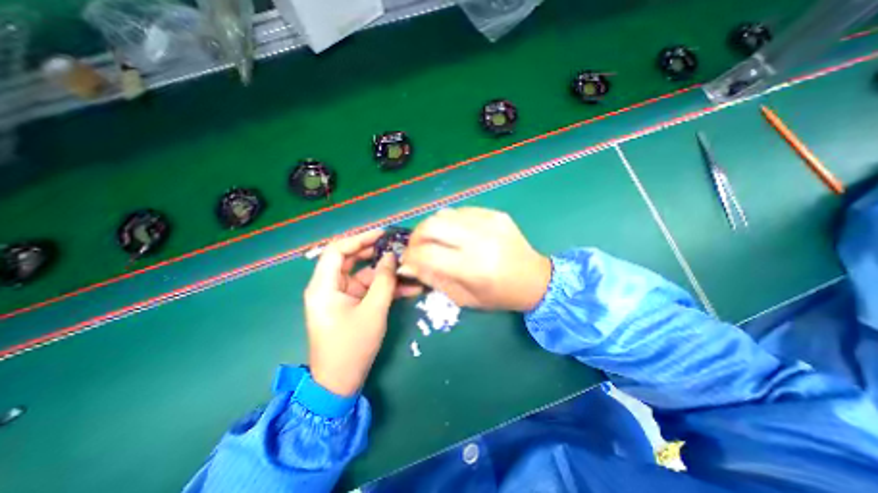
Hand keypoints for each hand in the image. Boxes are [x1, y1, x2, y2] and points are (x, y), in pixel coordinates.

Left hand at [305, 229, 420, 396]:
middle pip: (350, 260)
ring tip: (409, 269)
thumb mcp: (373, 311)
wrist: (340, 382)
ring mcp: (341, 296)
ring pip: (364, 275)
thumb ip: (384, 281)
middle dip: (375, 253)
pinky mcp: (351, 305)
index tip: (382, 235)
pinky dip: (385, 288)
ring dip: (386, 274)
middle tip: (397, 247)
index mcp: (324, 286)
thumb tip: (391, 257)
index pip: (337, 250)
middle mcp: (329, 287)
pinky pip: (368, 290)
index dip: (359, 239)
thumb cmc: (352, 346)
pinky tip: (409, 289)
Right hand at [399, 207, 546, 310]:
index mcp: (473, 268)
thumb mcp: (463, 298)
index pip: (427, 254)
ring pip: (444, 213)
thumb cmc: (499, 296)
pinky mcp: (495, 214)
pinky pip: (461, 211)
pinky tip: (456, 234)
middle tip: (417, 247)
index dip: (410, 256)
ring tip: (436, 241)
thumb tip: (407, 264)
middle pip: (432, 225)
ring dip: (432, 227)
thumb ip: (433, 279)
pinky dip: (450, 222)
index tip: (407, 260)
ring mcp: (489, 222)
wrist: (536, 279)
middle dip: (416, 236)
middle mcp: (480, 239)